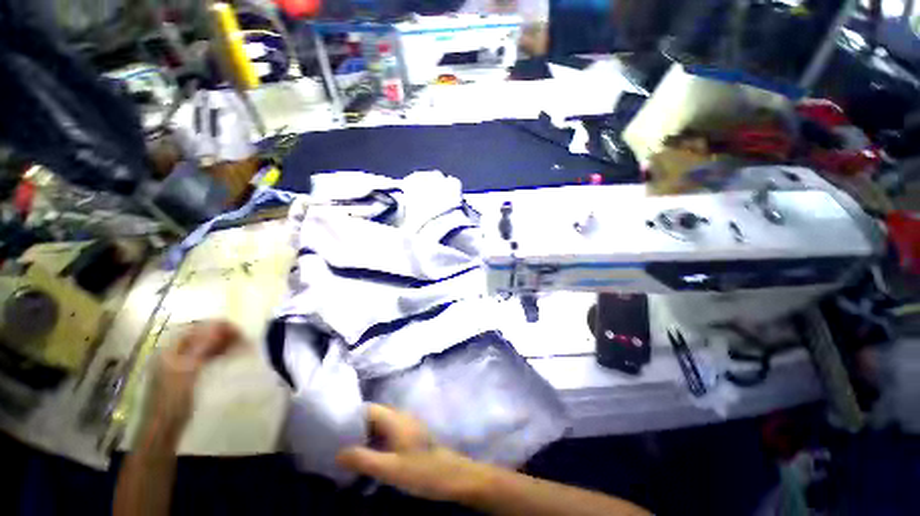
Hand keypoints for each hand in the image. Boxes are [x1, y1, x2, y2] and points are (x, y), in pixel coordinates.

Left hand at [146, 320, 240, 431]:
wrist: (164, 429)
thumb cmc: (173, 399)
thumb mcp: (188, 370)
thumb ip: (201, 346)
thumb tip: (218, 323)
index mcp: (170, 349)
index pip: (196, 328)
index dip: (217, 326)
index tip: (239, 331)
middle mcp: (174, 353)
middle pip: (200, 336)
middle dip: (222, 334)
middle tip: (244, 339)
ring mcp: (180, 365)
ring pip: (204, 347)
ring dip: (222, 344)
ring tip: (241, 347)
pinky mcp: (187, 376)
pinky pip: (205, 358)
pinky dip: (218, 354)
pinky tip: (230, 357)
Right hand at [336, 404, 490, 501]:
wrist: (451, 475)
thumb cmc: (420, 470)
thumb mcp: (389, 468)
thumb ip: (363, 459)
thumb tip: (338, 452)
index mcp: (395, 418)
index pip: (368, 409)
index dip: (350, 417)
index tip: (332, 431)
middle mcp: (400, 417)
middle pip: (373, 416)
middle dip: (355, 429)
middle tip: (336, 446)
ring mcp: (407, 426)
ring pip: (380, 425)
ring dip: (365, 437)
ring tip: (347, 454)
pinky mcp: (410, 436)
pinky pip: (388, 434)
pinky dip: (375, 442)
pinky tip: (368, 458)